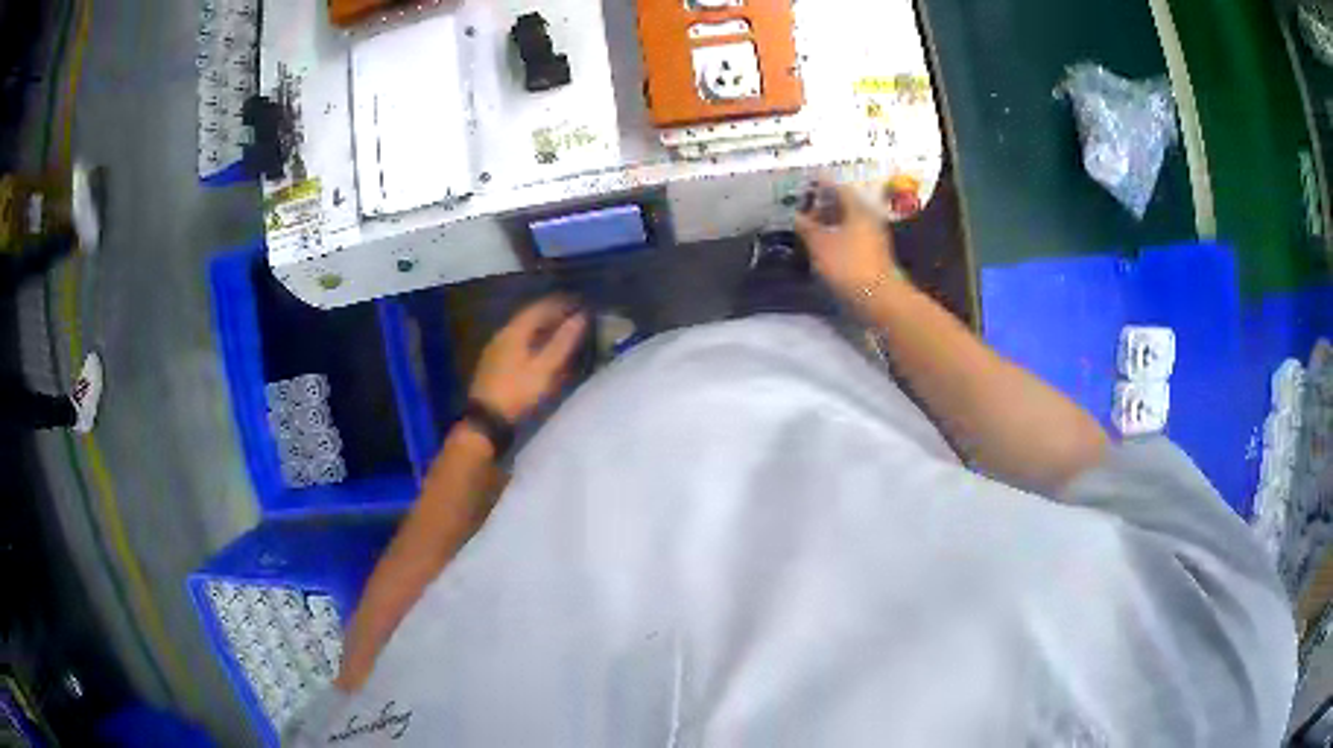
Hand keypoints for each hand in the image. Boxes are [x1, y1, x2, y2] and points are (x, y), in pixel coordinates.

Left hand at [469, 297, 587, 421]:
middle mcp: (502, 334)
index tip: (577, 302)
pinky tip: (538, 349)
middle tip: (570, 315)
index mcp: (514, 331)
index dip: (558, 303)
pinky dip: (531, 340)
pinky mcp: (493, 363)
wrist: (486, 419)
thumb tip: (580, 317)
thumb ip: (562, 342)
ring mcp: (495, 349)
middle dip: (550, 314)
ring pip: (521, 330)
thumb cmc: (518, 391)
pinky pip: (516, 342)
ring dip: (540, 328)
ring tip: (558, 330)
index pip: (538, 308)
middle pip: (528, 318)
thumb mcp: (544, 368)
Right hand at [795, 183, 904, 311]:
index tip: (807, 183)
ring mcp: (875, 237)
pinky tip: (826, 244)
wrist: (878, 298)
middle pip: (845, 205)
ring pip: (850, 221)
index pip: (839, 188)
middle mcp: (869, 218)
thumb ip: (807, 227)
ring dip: (831, 221)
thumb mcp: (820, 245)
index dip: (822, 185)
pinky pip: (853, 236)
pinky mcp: (875, 255)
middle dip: (825, 204)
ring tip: (812, 226)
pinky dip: (839, 235)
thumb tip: (796, 216)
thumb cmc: (848, 266)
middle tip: (805, 207)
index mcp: (858, 209)